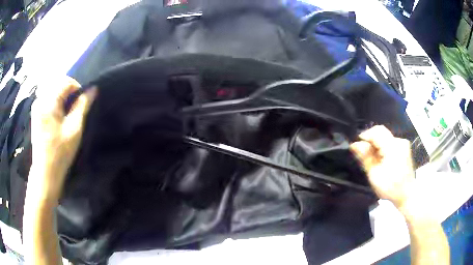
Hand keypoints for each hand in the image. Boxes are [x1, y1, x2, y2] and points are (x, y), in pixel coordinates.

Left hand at [30, 77, 95, 201]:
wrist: (45, 171)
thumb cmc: (60, 152)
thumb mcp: (74, 129)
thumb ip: (83, 106)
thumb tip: (93, 89)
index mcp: (49, 102)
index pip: (66, 82)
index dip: (77, 88)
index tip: (82, 102)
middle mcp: (40, 99)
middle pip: (58, 83)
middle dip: (69, 91)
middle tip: (75, 107)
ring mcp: (36, 106)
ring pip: (52, 89)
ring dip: (62, 95)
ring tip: (67, 111)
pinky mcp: (35, 112)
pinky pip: (47, 97)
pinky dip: (55, 100)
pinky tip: (58, 114)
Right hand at [350, 126, 414, 209]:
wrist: (407, 194)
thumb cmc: (390, 188)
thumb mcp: (375, 176)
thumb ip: (365, 158)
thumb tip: (354, 144)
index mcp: (393, 148)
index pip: (376, 132)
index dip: (365, 136)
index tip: (357, 147)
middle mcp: (399, 141)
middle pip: (381, 132)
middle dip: (370, 140)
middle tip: (364, 154)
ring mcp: (403, 143)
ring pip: (385, 136)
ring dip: (376, 145)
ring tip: (373, 159)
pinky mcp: (404, 147)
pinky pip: (390, 141)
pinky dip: (383, 147)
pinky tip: (382, 159)